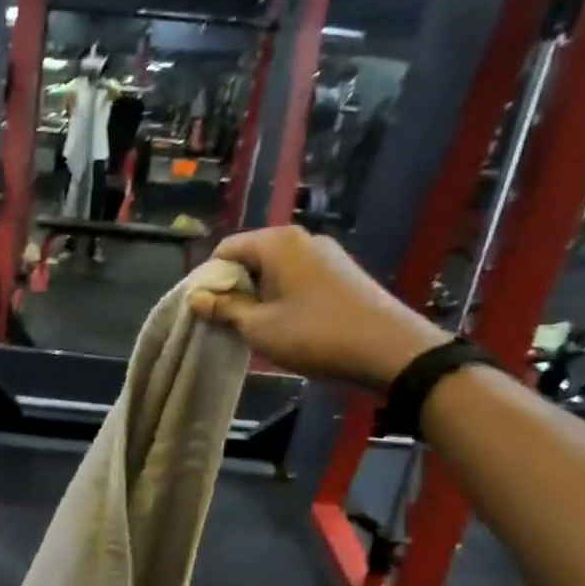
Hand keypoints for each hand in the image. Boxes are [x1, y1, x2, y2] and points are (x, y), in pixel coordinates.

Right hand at [188, 227, 446, 389]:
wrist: (389, 348)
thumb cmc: (315, 334)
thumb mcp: (259, 327)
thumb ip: (224, 309)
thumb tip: (195, 298)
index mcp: (276, 243)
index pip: (226, 249)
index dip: (210, 279)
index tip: (208, 311)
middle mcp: (300, 238)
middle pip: (251, 256)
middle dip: (235, 286)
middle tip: (230, 322)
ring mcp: (325, 252)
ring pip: (275, 267)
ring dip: (259, 293)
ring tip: (258, 326)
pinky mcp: (341, 270)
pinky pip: (298, 275)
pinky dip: (284, 294)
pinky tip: (288, 323)